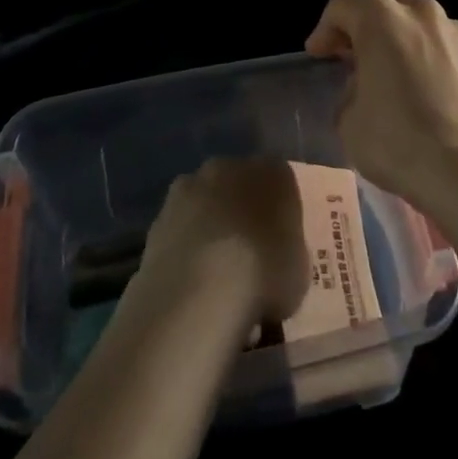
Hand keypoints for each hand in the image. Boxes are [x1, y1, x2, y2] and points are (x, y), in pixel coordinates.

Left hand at [137, 157, 310, 329]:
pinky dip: (184, 245)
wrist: (199, 292)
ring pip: (205, 201)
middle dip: (240, 209)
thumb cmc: (265, 275)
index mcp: (272, 172)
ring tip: (215, 270)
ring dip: (208, 223)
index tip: (280, 240)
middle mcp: (229, 166)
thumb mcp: (299, 270)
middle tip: (248, 250)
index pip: (280, 180)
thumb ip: (287, 250)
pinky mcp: (158, 215)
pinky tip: (190, 279)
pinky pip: (180, 227)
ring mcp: (188, 187)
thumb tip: (276, 255)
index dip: (280, 210)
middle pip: (238, 183)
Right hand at [305, 0, 457, 224]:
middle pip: (383, 2)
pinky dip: (432, 58)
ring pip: (420, 21)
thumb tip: (365, 88)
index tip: (318, 55)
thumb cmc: (400, 142)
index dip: (324, 29)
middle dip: (364, 24)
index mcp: (381, 19)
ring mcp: (457, 33)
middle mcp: (421, 13)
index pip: (341, 6)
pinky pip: (447, 47)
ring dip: (401, 38)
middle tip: (353, 55)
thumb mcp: (349, 122)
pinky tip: (431, 92)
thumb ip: (350, 91)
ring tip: (395, 72)